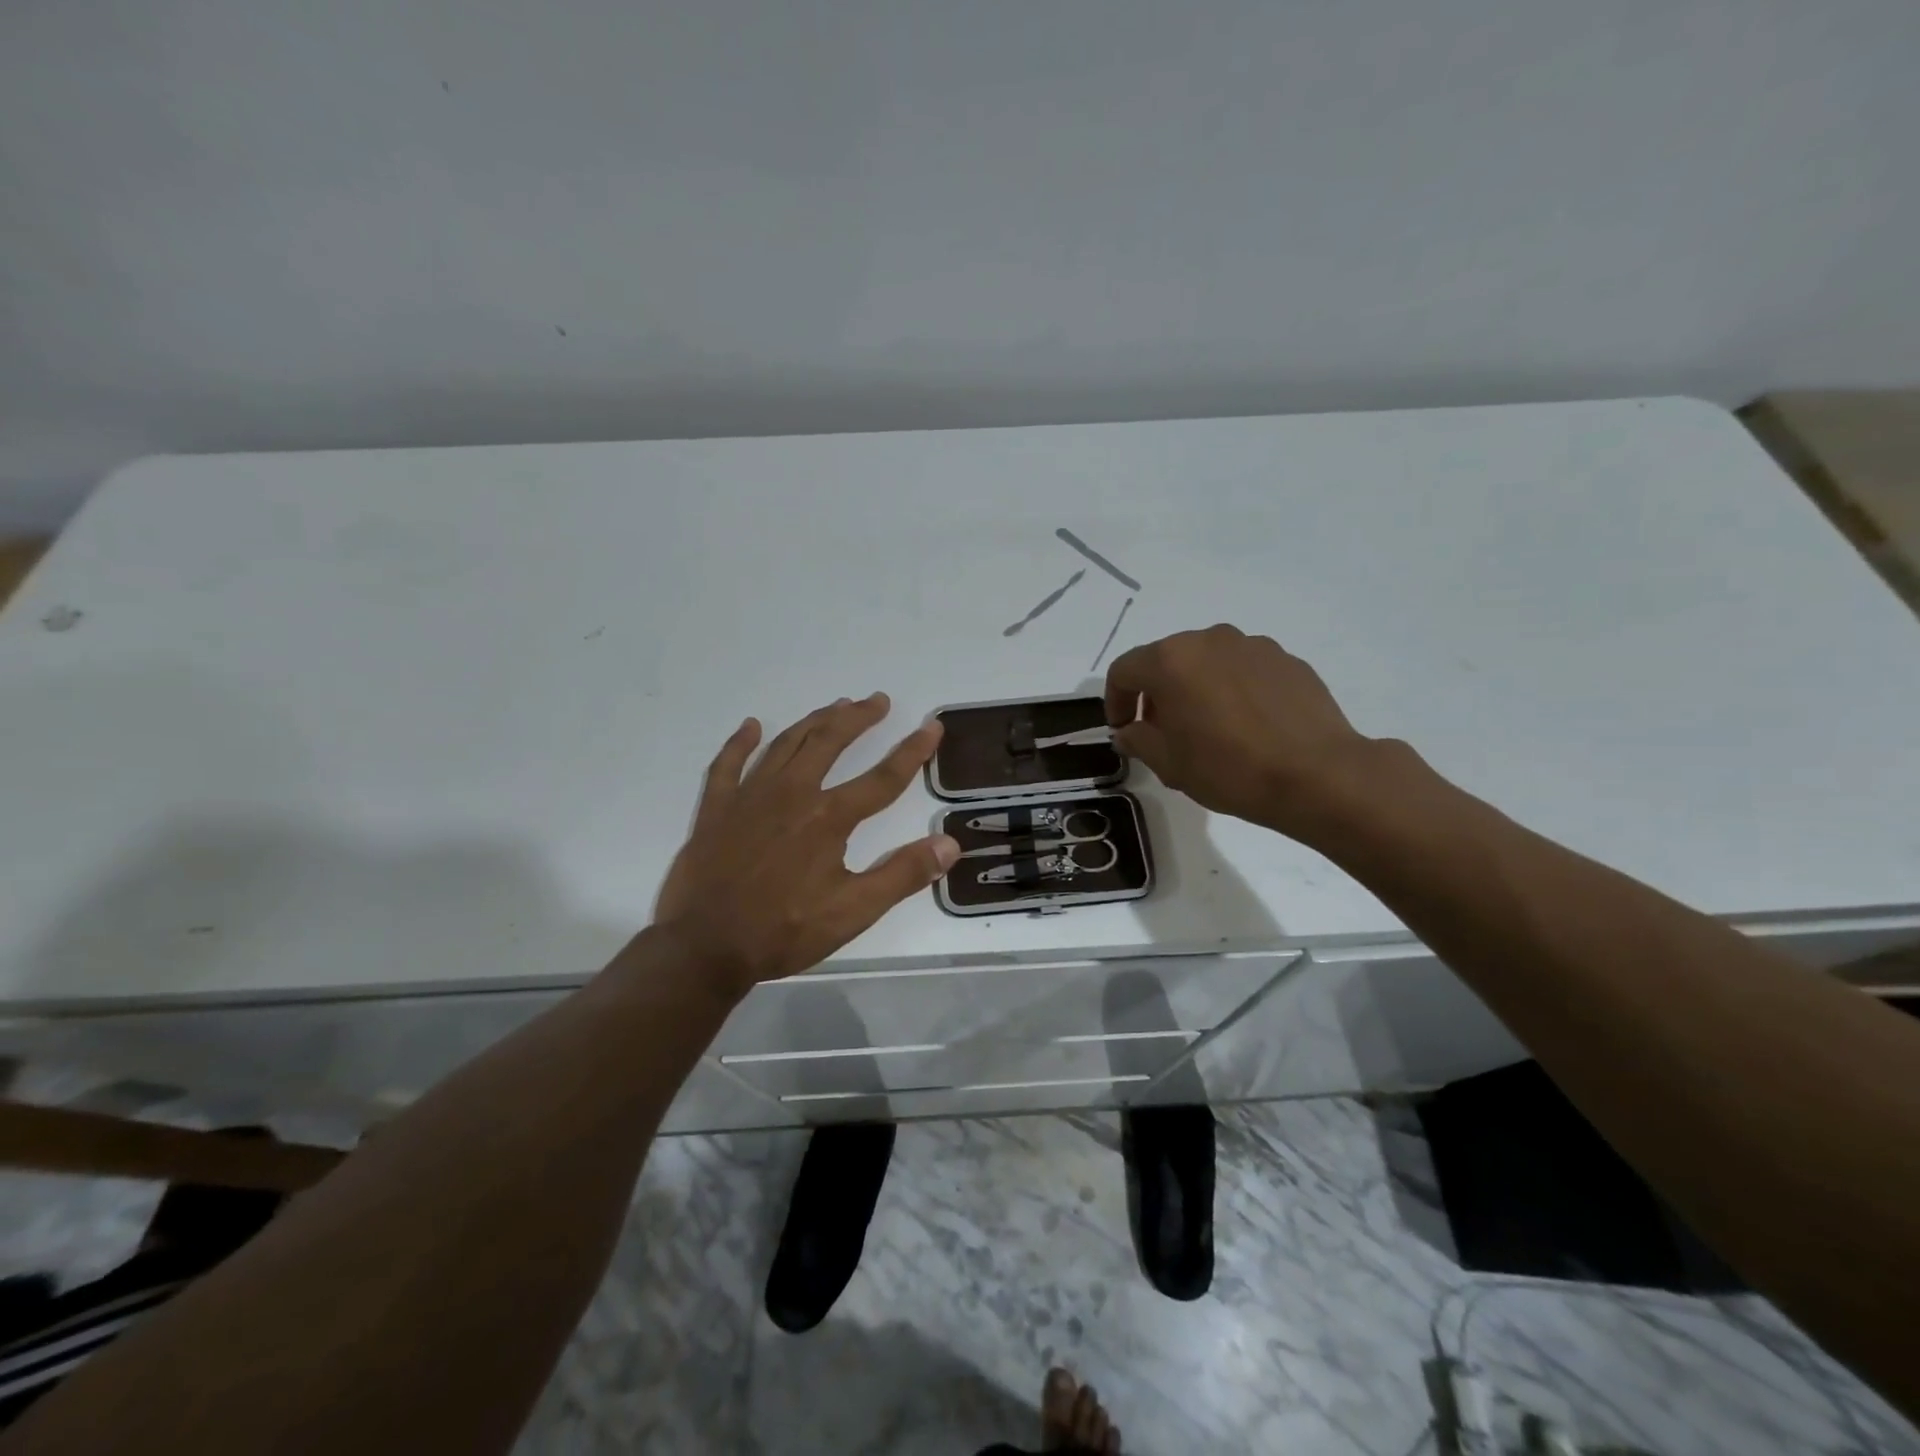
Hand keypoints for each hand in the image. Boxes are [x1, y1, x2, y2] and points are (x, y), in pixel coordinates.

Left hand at [653, 694, 959, 991]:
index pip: (882, 778)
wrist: (705, 947)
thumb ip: (902, 874)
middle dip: (857, 718)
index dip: (912, 751)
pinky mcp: (716, 809)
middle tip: (876, 701)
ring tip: (835, 706)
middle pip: (830, 742)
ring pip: (786, 744)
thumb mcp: (854, 911)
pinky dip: (740, 742)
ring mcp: (749, 797)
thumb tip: (950, 843)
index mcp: (828, 818)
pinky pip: (727, 764)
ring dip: (814, 721)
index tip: (932, 726)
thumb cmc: (784, 931)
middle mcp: (791, 794)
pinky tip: (751, 726)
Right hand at [1104, 624, 1378, 837]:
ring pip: (1206, 662)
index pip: (1124, 671)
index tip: (1123, 730)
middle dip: (1156, 693)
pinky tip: (1246, 725)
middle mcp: (1209, 640)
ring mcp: (1252, 646)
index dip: (1115, 701)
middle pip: (1166, 660)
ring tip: (1208, 728)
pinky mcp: (1286, 659)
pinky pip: (1242, 670)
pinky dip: (1232, 689)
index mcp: (1171, 660)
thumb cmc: (1229, 769)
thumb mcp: (1169, 763)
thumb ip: (1138, 740)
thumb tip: (1128, 731)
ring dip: (1195, 688)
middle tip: (1162, 731)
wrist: (1318, 775)